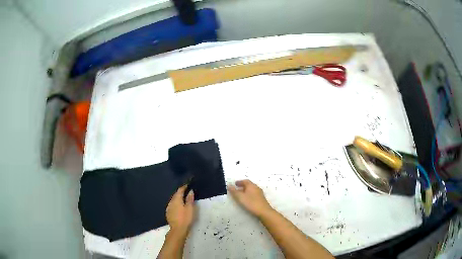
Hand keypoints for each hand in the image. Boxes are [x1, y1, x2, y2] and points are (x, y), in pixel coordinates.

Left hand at [166, 185, 194, 234]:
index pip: (179, 190)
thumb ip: (189, 199)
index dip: (184, 187)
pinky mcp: (168, 213)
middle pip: (175, 195)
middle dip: (180, 192)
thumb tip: (190, 191)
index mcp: (176, 199)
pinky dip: (176, 204)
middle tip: (186, 191)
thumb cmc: (185, 218)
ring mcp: (168, 208)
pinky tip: (179, 207)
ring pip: (173, 200)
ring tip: (183, 199)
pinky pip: (172, 205)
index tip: (188, 185)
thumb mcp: (190, 208)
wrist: (178, 229)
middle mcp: (171, 202)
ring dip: (178, 198)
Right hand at [228, 179, 272, 217]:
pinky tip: (247, 199)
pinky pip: (253, 194)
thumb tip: (229, 185)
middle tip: (237, 189)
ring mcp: (260, 193)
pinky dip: (249, 194)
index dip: (239, 182)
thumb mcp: (240, 197)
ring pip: (251, 189)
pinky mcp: (261, 199)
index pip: (245, 181)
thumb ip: (234, 191)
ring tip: (241, 194)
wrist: (263, 211)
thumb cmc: (251, 203)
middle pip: (249, 185)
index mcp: (251, 185)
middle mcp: (256, 188)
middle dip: (242, 186)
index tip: (235, 184)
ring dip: (246, 190)